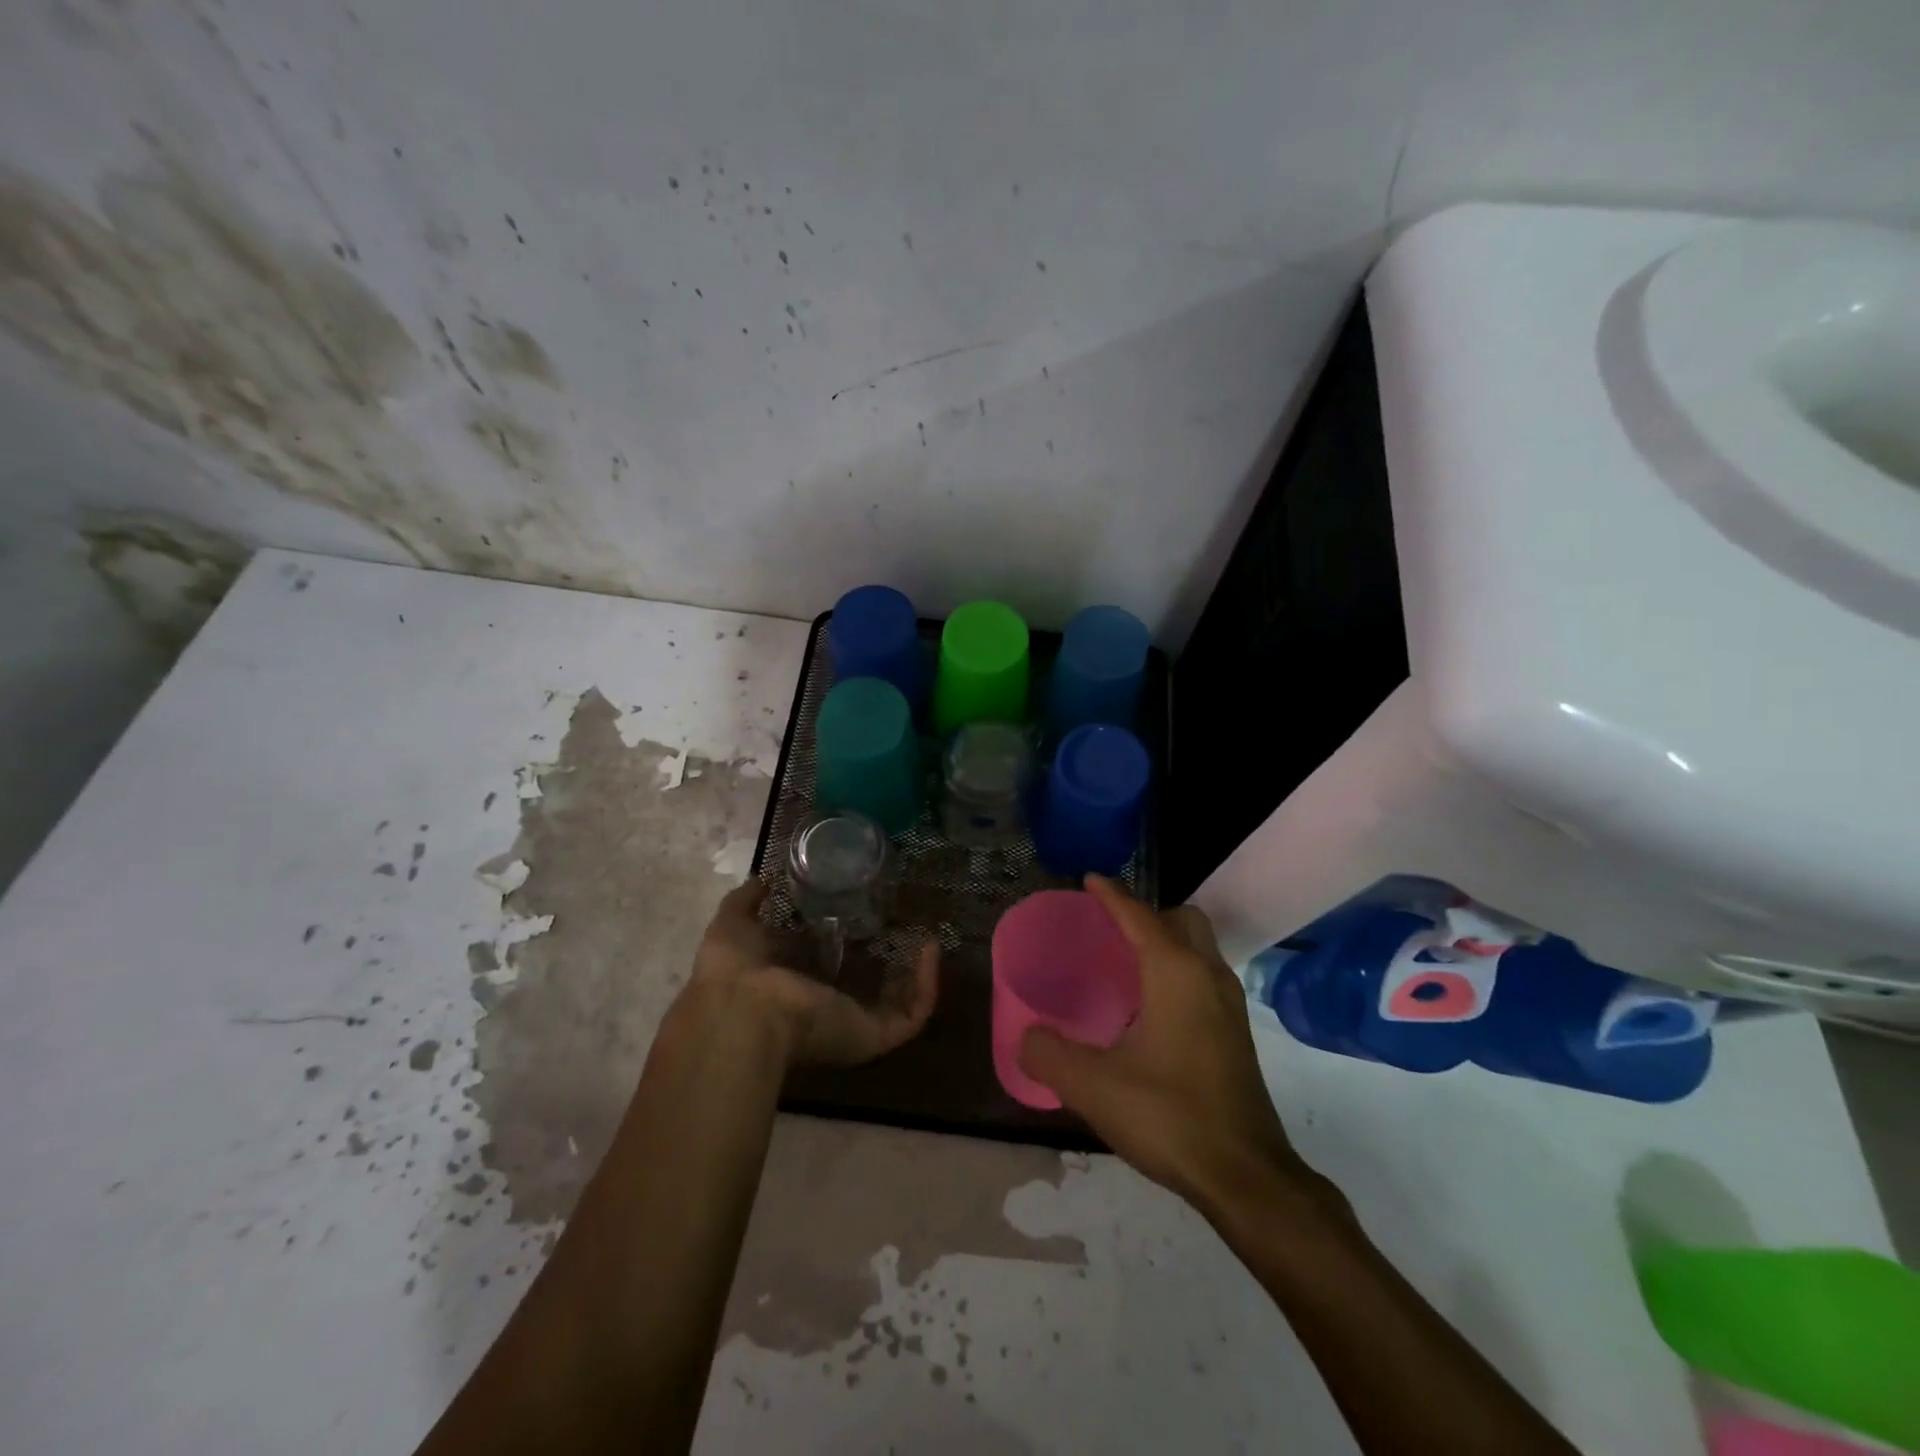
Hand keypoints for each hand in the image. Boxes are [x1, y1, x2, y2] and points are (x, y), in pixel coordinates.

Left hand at [683, 879, 939, 1069]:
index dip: (842, 943)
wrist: (742, 1012)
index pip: (822, 968)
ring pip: (895, 1006)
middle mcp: (823, 1009)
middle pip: (864, 990)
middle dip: (887, 964)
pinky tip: (931, 950)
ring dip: (917, 977)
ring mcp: (850, 1025)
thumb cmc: (735, 971)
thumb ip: (747, 901)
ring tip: (931, 941)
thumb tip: (762, 879)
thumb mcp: (734, 924)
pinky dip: (926, 986)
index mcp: (790, 986)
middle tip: (907, 926)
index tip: (863, 913)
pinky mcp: (872, 1035)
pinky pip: (910, 1015)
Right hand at [1019, 876, 1328, 1218]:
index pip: (1139, 916)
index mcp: (1175, 973)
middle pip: (1183, 920)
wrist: (1245, 1177)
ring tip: (1127, 967)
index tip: (1089, 880)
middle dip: (1149, 915)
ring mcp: (1230, 1005)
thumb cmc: (1169, 1116)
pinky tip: (1152, 1011)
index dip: (1111, 895)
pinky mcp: (1237, 1034)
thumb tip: (1027, 1038)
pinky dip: (1180, 972)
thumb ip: (1049, 1055)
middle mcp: (1208, 976)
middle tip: (1112, 933)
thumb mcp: (1093, 1087)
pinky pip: (1205, 977)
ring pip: (1200, 949)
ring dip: (1167, 943)